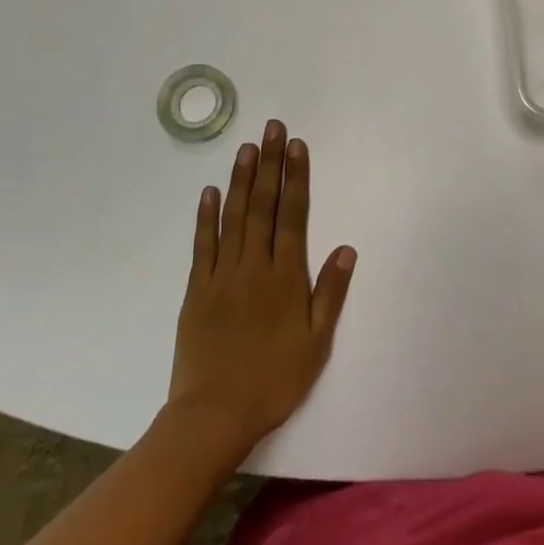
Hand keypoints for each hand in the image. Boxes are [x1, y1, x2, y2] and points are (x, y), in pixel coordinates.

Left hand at [168, 120, 355, 456]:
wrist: (213, 415)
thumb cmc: (273, 381)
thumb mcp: (316, 344)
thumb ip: (330, 294)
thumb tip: (346, 249)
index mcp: (286, 277)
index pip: (293, 215)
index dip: (296, 177)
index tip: (296, 146)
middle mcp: (254, 266)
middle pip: (263, 205)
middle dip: (269, 164)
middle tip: (271, 128)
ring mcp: (222, 275)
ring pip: (234, 217)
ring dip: (241, 180)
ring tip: (246, 148)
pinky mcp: (197, 290)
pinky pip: (203, 245)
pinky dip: (206, 217)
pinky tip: (210, 192)